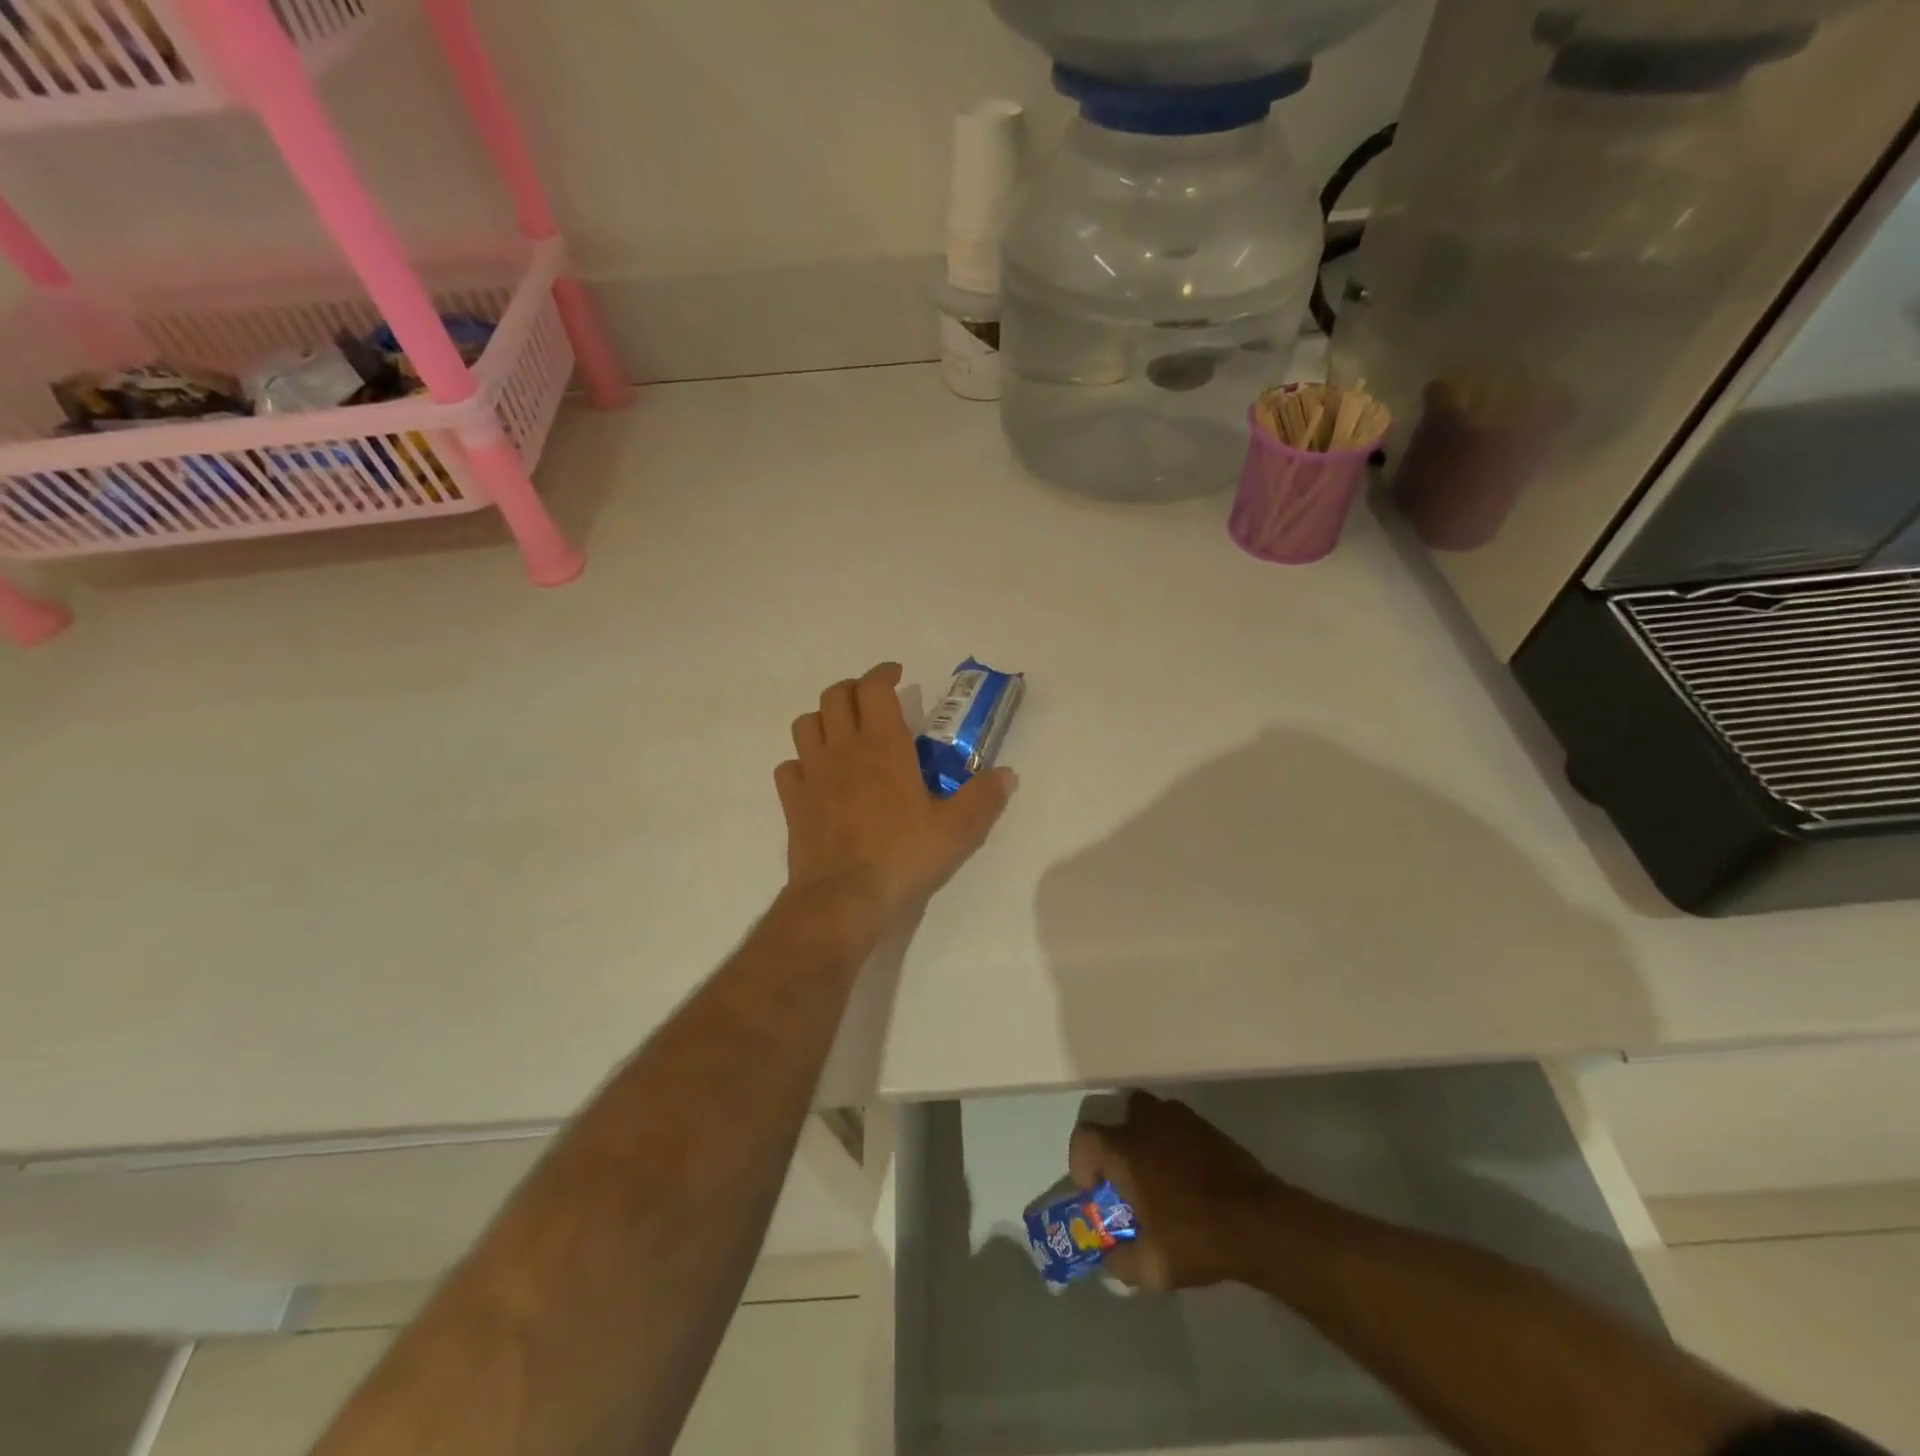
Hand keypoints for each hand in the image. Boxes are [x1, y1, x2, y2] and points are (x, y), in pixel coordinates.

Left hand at [776, 663, 1015, 918]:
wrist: (844, 898)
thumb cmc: (903, 856)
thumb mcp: (958, 830)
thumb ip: (984, 798)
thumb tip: (1007, 774)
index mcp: (883, 746)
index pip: (874, 688)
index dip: (883, 673)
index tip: (896, 675)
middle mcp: (843, 749)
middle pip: (834, 696)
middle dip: (853, 689)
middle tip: (872, 701)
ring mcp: (812, 774)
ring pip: (806, 724)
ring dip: (824, 719)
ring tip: (843, 732)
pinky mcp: (793, 803)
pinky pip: (789, 767)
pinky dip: (802, 762)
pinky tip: (817, 777)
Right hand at [1068, 1091, 1282, 1290]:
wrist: (1258, 1221)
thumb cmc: (1196, 1237)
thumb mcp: (1152, 1268)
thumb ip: (1120, 1264)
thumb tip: (1109, 1261)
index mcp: (1124, 1150)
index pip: (1084, 1137)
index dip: (1081, 1162)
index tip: (1096, 1191)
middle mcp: (1146, 1123)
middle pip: (1119, 1118)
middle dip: (1117, 1145)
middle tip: (1129, 1179)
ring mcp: (1179, 1119)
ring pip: (1151, 1116)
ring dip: (1147, 1140)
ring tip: (1160, 1177)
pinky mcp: (1207, 1126)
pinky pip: (1178, 1126)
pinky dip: (1175, 1143)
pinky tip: (1189, 1177)